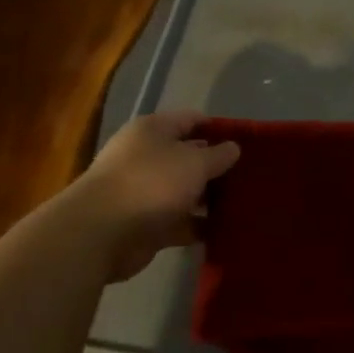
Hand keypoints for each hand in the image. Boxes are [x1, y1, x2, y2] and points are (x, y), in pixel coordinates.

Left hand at [70, 112, 239, 281]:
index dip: (219, 129)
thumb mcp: (194, 162)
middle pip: (189, 157)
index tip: (248, 142)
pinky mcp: (146, 224)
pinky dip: (199, 225)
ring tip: (246, 204)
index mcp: (153, 130)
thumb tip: (233, 148)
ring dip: (210, 198)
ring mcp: (145, 192)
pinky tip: (226, 230)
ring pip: (186, 191)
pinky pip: (180, 221)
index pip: (191, 120)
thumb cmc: (151, 183)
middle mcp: (146, 156)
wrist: (102, 233)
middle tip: (251, 176)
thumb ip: (218, 155)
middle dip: (217, 167)